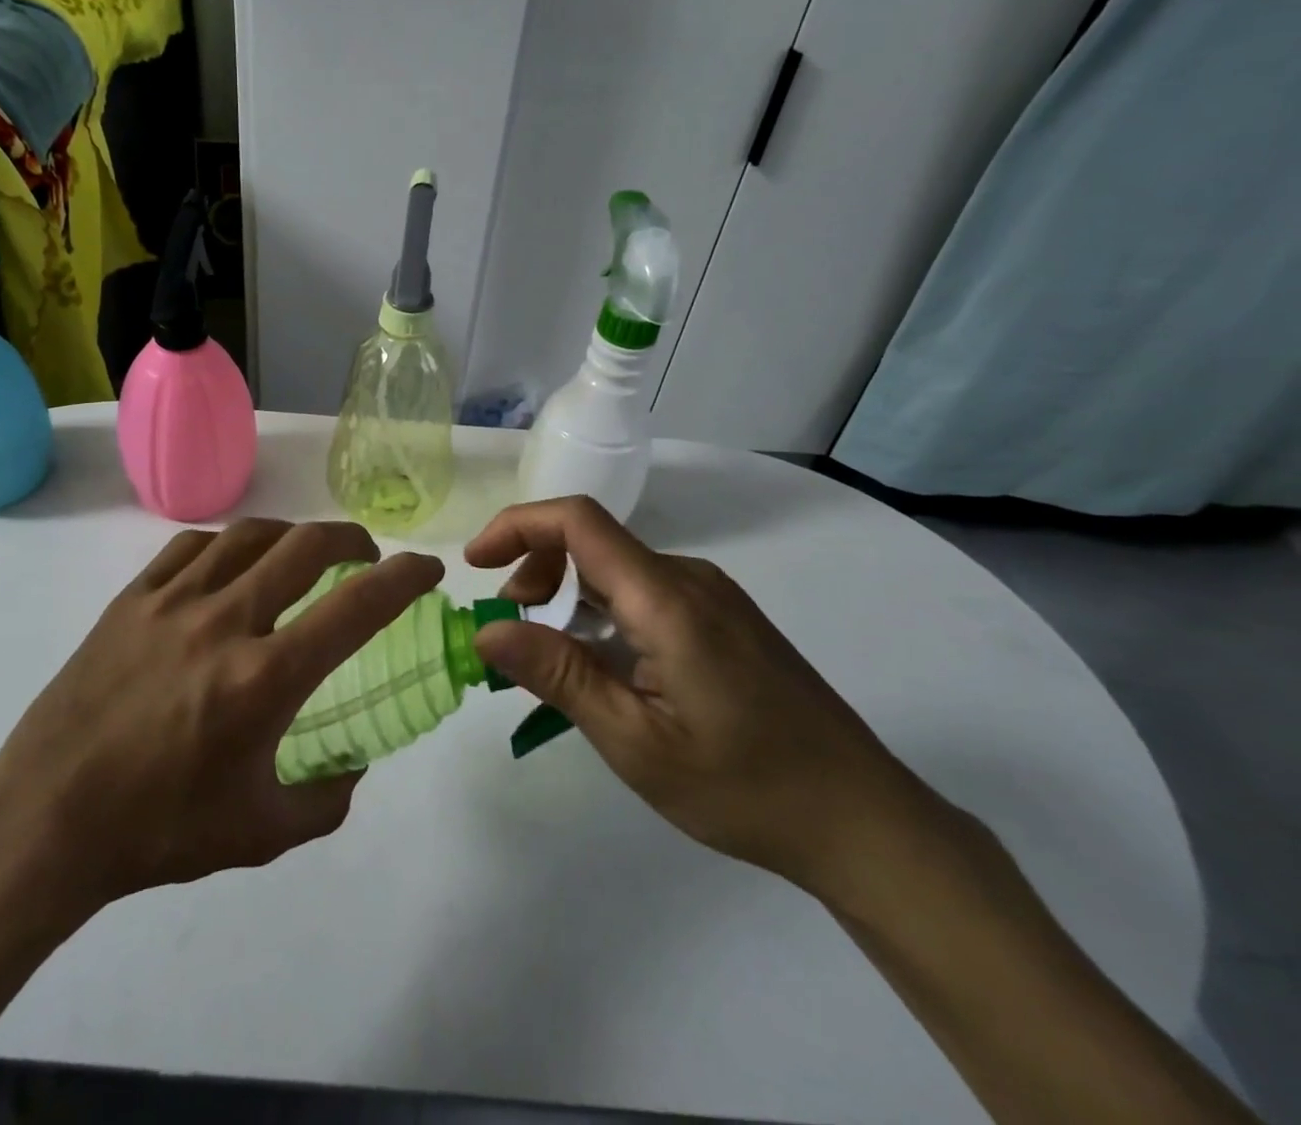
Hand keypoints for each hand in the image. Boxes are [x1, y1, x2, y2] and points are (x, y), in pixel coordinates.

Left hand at [0, 519, 444, 927]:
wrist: (46, 819)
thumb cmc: (158, 832)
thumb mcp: (261, 833)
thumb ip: (327, 798)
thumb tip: (354, 762)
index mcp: (263, 679)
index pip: (356, 607)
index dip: (404, 578)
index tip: (426, 568)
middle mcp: (224, 621)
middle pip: (306, 546)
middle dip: (351, 539)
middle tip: (365, 555)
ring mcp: (172, 601)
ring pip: (249, 534)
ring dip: (292, 534)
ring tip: (303, 553)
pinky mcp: (131, 598)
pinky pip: (192, 546)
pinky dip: (228, 544)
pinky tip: (231, 563)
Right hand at [466, 497, 929, 898]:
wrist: (866, 822)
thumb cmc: (745, 787)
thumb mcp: (635, 742)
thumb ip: (558, 675)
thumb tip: (487, 630)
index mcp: (666, 598)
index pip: (577, 521)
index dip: (516, 526)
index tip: (475, 565)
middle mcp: (689, 579)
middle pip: (591, 543)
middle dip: (534, 574)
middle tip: (511, 635)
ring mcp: (712, 597)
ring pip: (615, 570)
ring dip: (566, 599)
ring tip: (551, 663)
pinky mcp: (724, 619)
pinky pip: (644, 594)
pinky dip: (601, 614)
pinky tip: (604, 670)